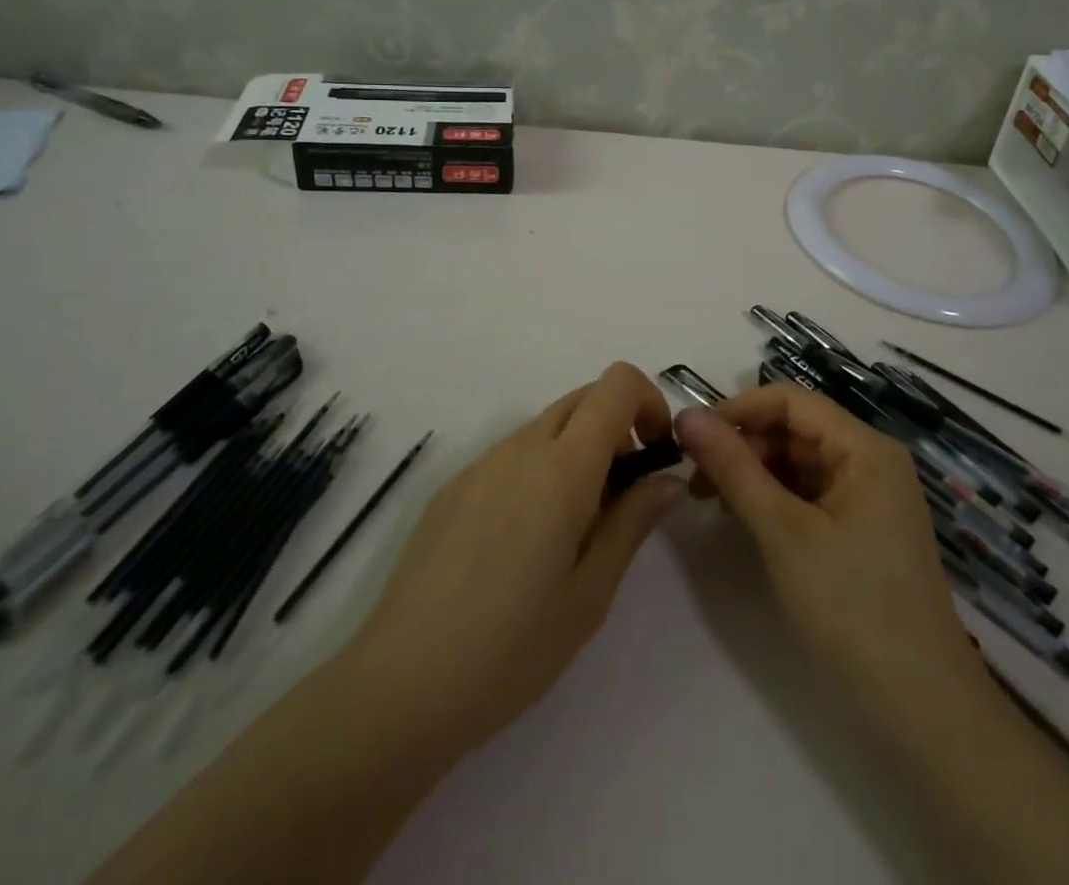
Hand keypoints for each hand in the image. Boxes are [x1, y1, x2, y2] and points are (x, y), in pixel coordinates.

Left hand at [349, 363, 684, 755]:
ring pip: (546, 426)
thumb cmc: (513, 648)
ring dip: (577, 452)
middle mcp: (520, 447)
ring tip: (572, 532)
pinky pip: (511, 455)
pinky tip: (522, 545)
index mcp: (562, 467)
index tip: (656, 454)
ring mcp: (480, 463)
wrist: (402, 685)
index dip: (648, 402)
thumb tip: (667, 479)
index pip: (616, 384)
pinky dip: (538, 471)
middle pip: (583, 398)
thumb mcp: (591, 593)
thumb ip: (633, 522)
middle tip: (621, 499)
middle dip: (617, 429)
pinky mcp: (453, 486)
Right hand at [674, 385, 987, 735]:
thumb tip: (686, 416)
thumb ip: (733, 467)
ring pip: (799, 461)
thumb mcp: (783, 531)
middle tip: (695, 478)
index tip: (690, 437)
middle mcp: (871, 461)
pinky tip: (744, 518)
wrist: (923, 710)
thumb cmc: (852, 607)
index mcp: (865, 447)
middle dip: (743, 445)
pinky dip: (774, 498)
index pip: (790, 400)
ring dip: (754, 472)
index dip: (738, 410)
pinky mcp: (863, 530)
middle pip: (794, 429)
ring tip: (711, 500)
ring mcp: (870, 497)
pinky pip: (810, 493)